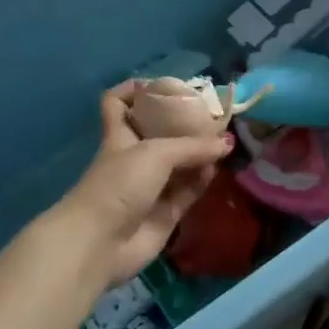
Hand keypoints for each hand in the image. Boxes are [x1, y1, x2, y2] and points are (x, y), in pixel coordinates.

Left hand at [59, 82, 231, 286]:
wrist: (100, 243)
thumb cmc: (119, 185)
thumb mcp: (156, 153)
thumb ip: (194, 146)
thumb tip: (228, 142)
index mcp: (120, 136)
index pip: (118, 103)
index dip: (134, 90)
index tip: (160, 85)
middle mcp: (134, 158)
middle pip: (158, 133)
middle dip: (183, 123)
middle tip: (212, 114)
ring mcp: (150, 187)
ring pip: (179, 163)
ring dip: (199, 153)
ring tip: (224, 141)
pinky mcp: (165, 213)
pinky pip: (189, 190)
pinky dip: (202, 179)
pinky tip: (218, 168)